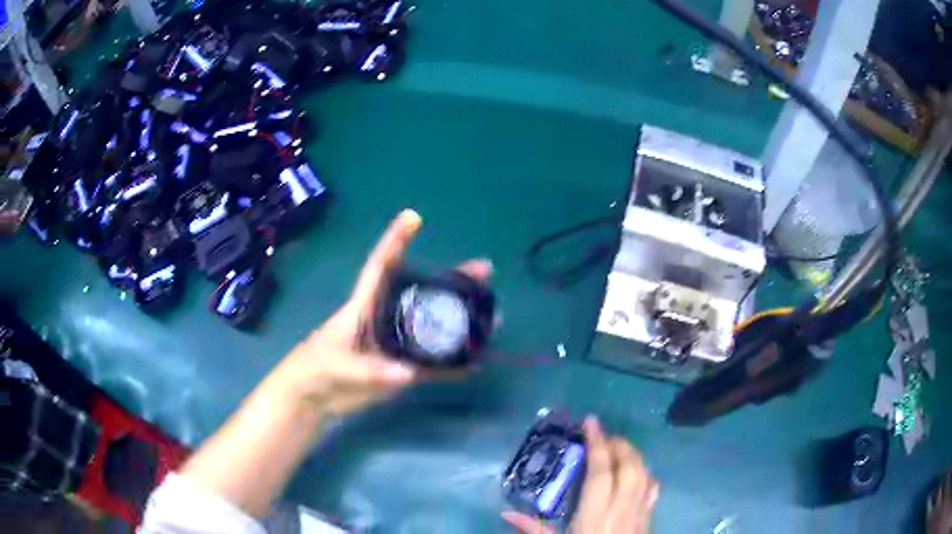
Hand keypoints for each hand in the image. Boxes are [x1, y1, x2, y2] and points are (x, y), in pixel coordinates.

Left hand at [272, 209, 492, 416]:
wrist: (313, 399)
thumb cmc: (315, 371)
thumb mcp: (337, 367)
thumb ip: (369, 371)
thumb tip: (407, 373)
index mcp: (363, 307)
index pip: (380, 267)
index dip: (395, 241)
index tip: (412, 216)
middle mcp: (385, 320)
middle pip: (421, 293)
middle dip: (451, 280)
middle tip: (484, 271)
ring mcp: (396, 345)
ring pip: (432, 326)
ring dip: (459, 319)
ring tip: (491, 315)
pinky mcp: (401, 369)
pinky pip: (432, 365)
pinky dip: (452, 365)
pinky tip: (476, 362)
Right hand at [502, 417, 658, 533]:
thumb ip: (532, 531)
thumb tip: (505, 513)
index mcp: (594, 517)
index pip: (601, 473)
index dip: (598, 444)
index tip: (591, 422)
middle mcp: (621, 511)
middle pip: (629, 468)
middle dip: (619, 444)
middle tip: (603, 435)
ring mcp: (640, 516)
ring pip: (645, 475)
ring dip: (634, 455)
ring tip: (619, 448)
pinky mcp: (649, 522)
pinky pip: (653, 491)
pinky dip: (647, 475)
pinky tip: (639, 473)